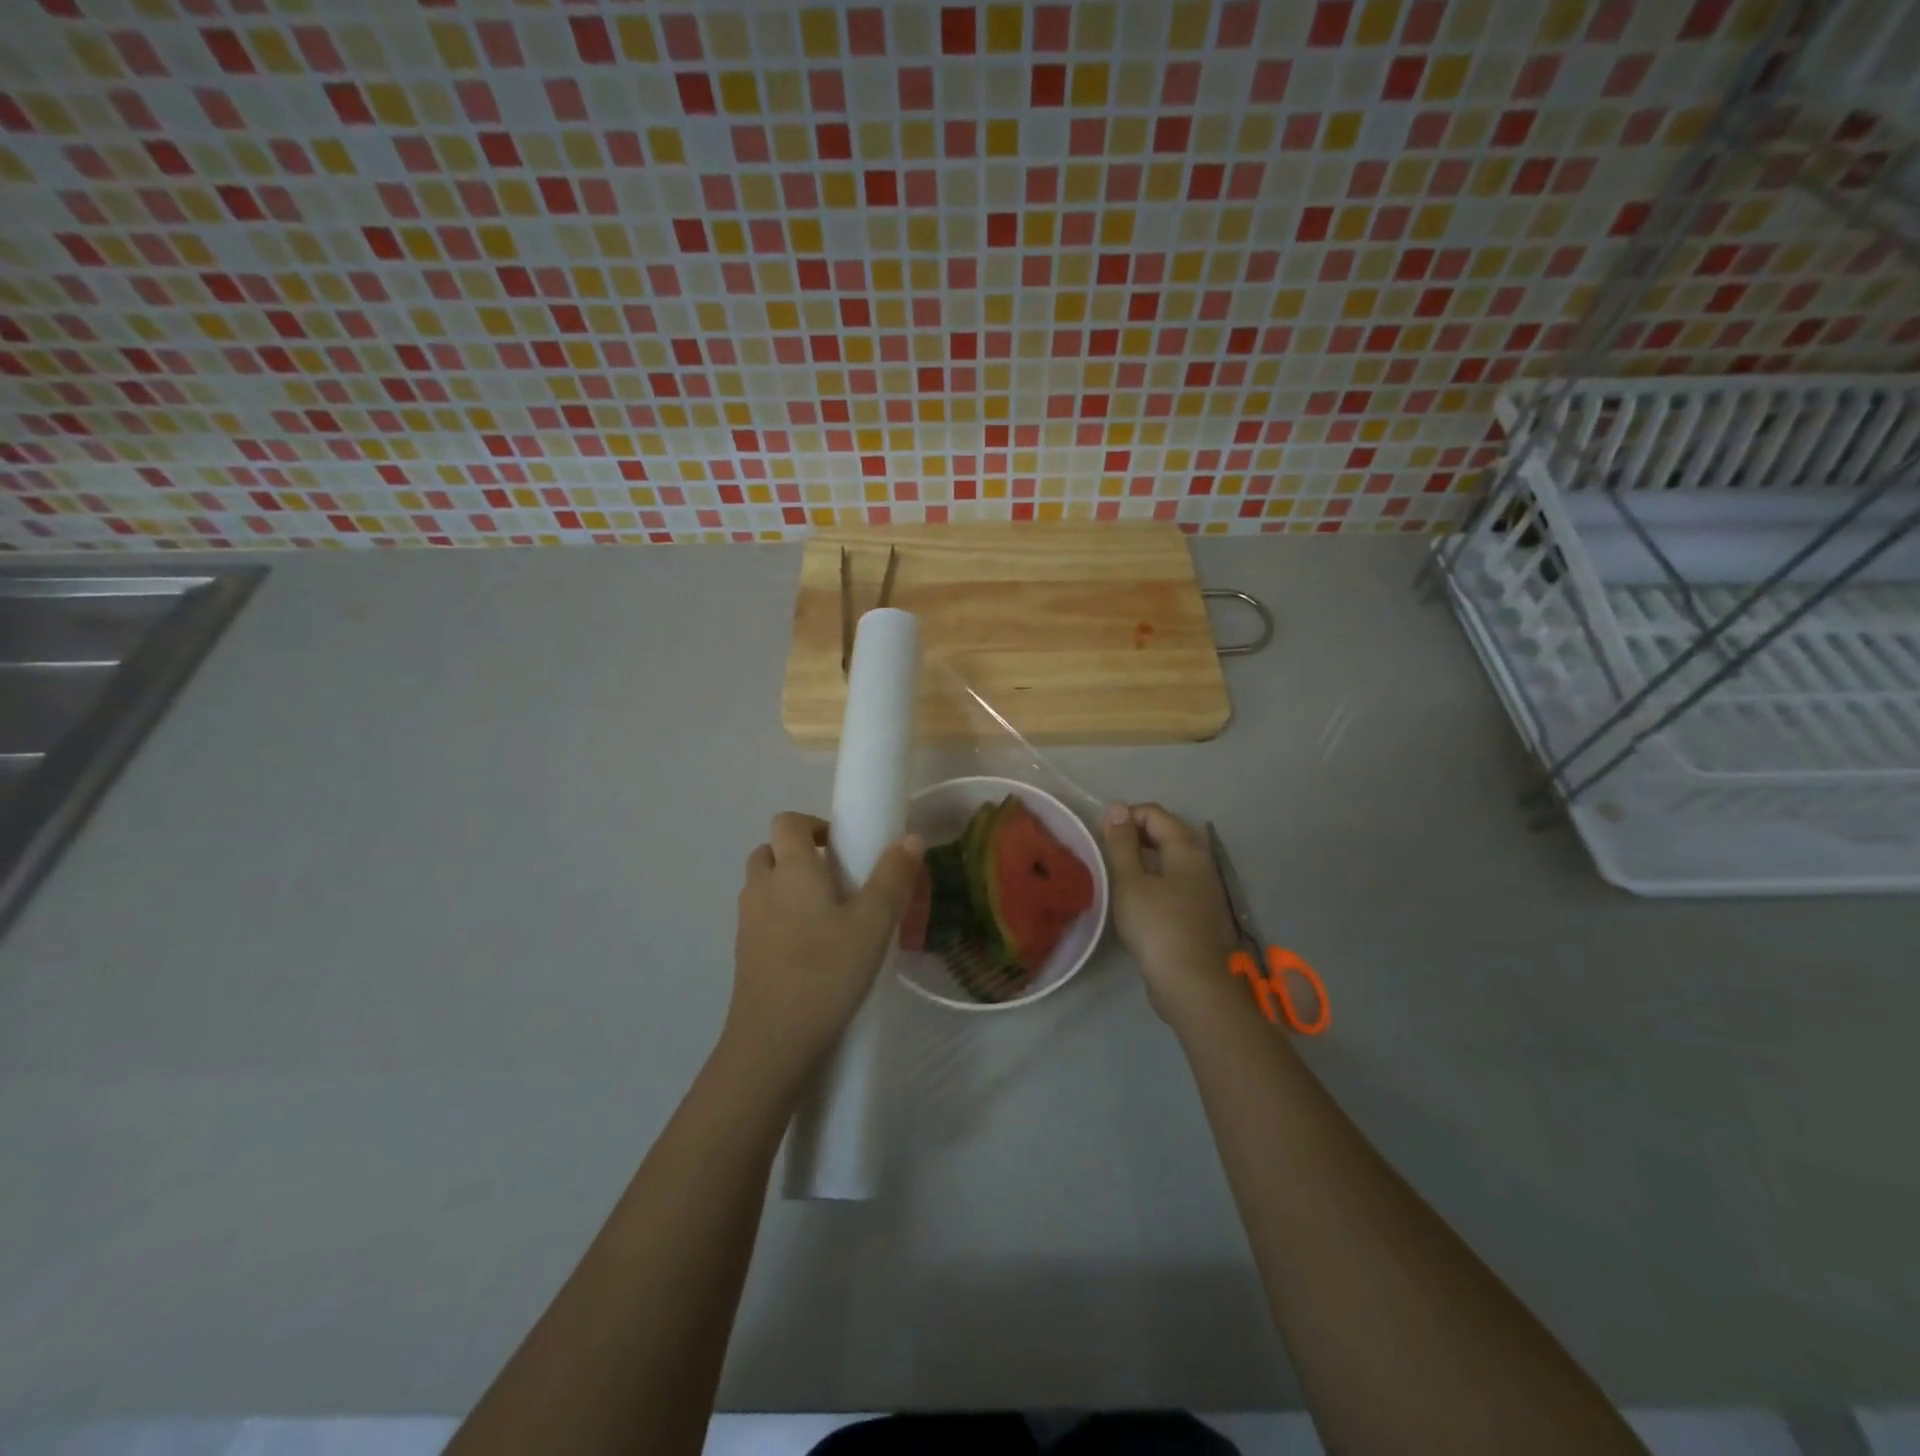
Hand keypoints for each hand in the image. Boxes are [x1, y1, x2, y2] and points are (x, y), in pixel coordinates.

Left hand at [725, 812, 923, 1089]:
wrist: (772, 1043)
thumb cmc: (826, 972)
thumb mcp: (873, 924)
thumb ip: (893, 878)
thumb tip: (910, 838)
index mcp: (791, 870)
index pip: (787, 822)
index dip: (812, 824)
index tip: (842, 846)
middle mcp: (762, 888)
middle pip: (770, 852)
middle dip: (799, 855)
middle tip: (838, 878)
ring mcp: (747, 924)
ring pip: (763, 887)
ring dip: (789, 887)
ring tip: (829, 915)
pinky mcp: (744, 955)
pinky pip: (761, 919)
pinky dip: (781, 919)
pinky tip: (812, 950)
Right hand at [1101, 803, 1241, 1025]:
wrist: (1194, 986)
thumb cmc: (1158, 928)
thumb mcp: (1130, 882)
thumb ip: (1121, 843)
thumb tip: (1116, 808)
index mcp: (1186, 848)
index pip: (1154, 813)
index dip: (1124, 817)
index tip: (1099, 837)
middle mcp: (1201, 862)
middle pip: (1165, 833)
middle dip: (1133, 836)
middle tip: (1105, 854)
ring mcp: (1204, 888)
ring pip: (1169, 859)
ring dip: (1142, 859)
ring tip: (1115, 876)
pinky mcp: (1199, 912)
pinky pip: (1173, 882)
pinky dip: (1153, 881)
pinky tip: (1134, 900)